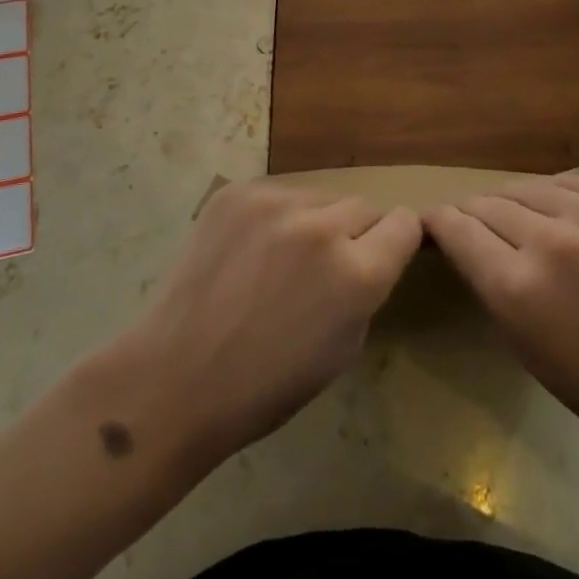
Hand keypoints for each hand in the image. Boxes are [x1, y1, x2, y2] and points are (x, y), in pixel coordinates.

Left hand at [102, 181, 420, 475]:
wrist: (174, 378)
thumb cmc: (265, 385)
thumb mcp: (343, 350)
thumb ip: (365, 291)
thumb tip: (369, 256)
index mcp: (357, 273)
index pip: (404, 223)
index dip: (397, 240)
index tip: (382, 253)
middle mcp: (322, 227)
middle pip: (362, 206)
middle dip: (354, 233)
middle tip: (324, 266)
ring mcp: (275, 204)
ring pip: (318, 198)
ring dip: (313, 222)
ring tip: (279, 259)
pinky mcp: (237, 193)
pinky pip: (277, 194)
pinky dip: (274, 218)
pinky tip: (249, 251)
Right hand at [424, 173, 578, 471]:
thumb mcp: (529, 351)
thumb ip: (493, 287)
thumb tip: (470, 245)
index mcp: (519, 287)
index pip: (456, 229)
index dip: (438, 224)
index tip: (433, 225)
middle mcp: (551, 239)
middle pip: (487, 202)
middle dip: (472, 214)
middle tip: (473, 226)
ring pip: (526, 186)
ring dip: (512, 202)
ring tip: (515, 218)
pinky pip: (570, 183)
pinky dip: (554, 196)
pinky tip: (559, 214)